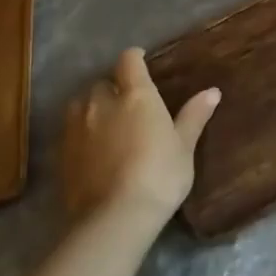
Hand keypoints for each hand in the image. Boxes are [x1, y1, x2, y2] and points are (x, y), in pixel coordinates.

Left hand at [60, 49, 219, 226]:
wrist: (115, 217)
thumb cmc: (159, 176)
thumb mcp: (183, 147)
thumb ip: (193, 116)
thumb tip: (212, 91)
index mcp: (136, 95)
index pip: (129, 60)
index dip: (134, 58)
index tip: (141, 62)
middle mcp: (102, 103)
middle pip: (102, 83)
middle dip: (112, 88)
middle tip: (126, 103)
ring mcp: (77, 127)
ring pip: (80, 105)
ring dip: (92, 108)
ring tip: (105, 124)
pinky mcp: (62, 153)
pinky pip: (70, 131)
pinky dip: (80, 133)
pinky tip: (92, 151)